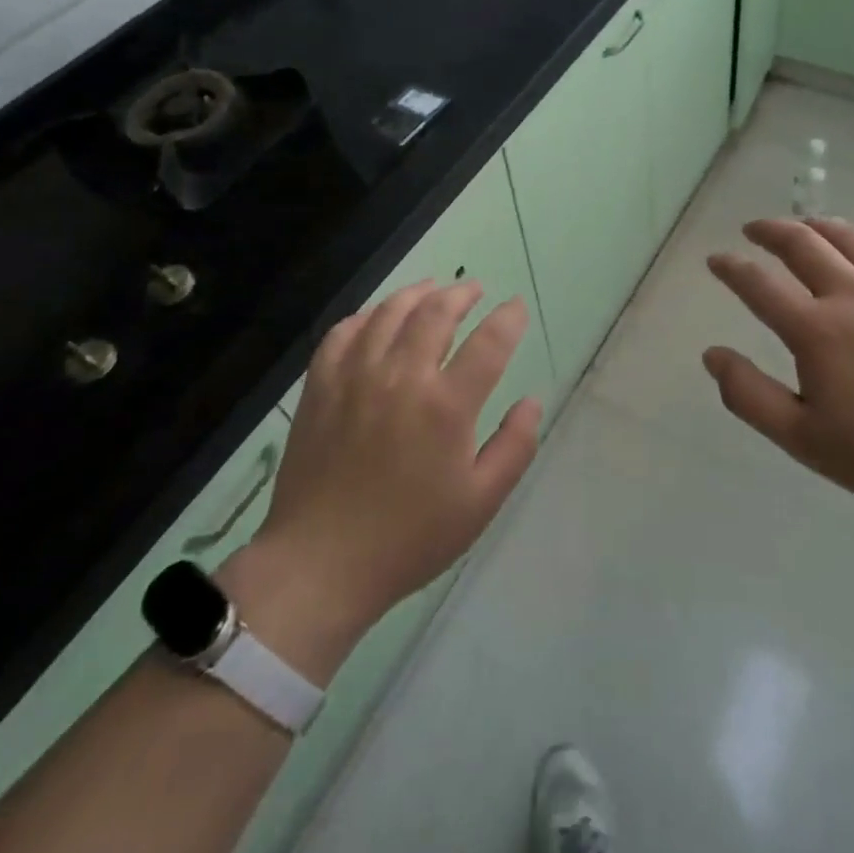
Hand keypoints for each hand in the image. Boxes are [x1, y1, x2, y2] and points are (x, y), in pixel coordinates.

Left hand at [222, 281, 540, 679]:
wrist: (321, 563)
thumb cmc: (409, 538)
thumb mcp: (480, 503)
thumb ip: (514, 447)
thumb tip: (532, 401)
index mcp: (446, 406)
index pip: (488, 342)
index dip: (508, 319)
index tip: (516, 308)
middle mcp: (401, 376)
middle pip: (436, 313)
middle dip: (462, 294)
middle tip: (475, 290)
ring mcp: (355, 376)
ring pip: (389, 313)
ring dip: (416, 293)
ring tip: (432, 288)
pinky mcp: (321, 386)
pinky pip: (343, 332)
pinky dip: (366, 315)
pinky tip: (376, 317)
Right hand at [703, 217, 853, 521]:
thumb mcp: (801, 438)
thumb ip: (749, 395)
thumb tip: (712, 355)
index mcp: (814, 330)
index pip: (758, 284)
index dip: (731, 267)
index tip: (715, 259)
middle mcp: (851, 296)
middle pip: (803, 244)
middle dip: (771, 230)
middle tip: (754, 229)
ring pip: (851, 239)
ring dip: (819, 225)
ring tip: (804, 225)